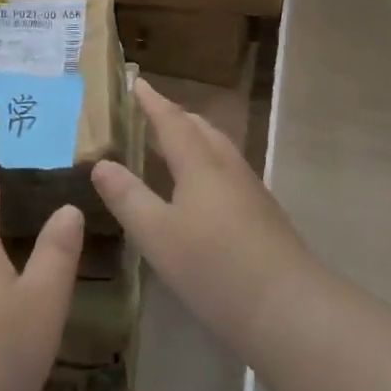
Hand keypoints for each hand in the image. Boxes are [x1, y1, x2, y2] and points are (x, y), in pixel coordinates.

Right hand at [92, 81, 315, 364]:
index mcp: (200, 162)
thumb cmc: (215, 267)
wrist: (289, 309)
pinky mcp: (262, 213)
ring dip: (193, 138)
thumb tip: (101, 164)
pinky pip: (227, 170)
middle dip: (174, 116)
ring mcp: (249, 189)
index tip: (136, 81)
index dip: (152, 101)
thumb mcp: (157, 235)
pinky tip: (199, 190)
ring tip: (170, 146)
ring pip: (217, 149)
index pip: (171, 120)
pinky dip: (206, 163)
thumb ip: (127, 197)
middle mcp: (226, 166)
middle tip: (149, 113)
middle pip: (199, 128)